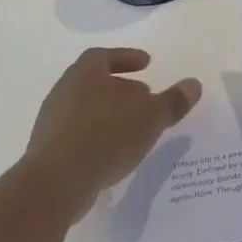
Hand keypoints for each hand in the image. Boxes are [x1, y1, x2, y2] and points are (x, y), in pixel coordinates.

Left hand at [20, 47, 201, 221]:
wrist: (55, 184)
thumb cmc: (106, 135)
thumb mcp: (150, 116)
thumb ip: (173, 101)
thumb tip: (194, 84)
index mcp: (85, 73)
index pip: (104, 56)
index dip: (126, 58)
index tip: (146, 63)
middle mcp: (64, 92)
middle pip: (94, 83)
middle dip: (119, 88)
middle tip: (142, 96)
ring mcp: (51, 124)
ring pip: (85, 110)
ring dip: (108, 115)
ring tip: (131, 128)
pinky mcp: (47, 154)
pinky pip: (76, 137)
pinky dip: (96, 139)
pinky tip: (112, 154)